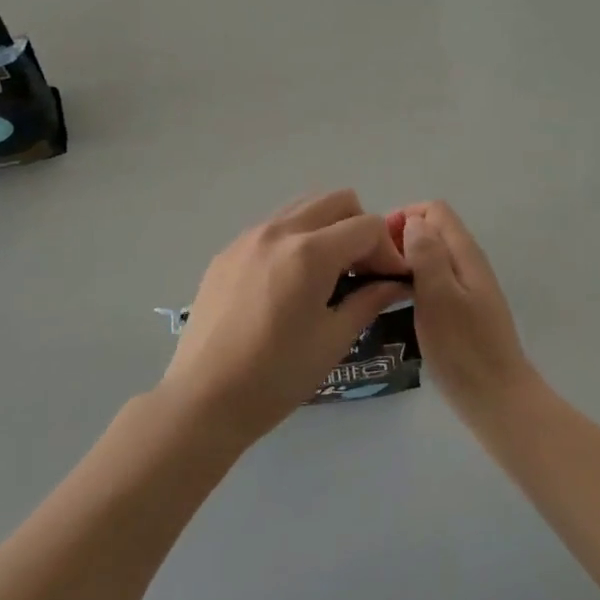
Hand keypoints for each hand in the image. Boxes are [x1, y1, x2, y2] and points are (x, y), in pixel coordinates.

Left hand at [159, 189, 411, 446]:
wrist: (204, 399)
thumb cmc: (277, 376)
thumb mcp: (334, 340)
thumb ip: (369, 300)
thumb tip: (395, 283)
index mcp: (310, 252)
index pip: (368, 226)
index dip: (388, 251)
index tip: (390, 281)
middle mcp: (279, 231)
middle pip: (337, 201)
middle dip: (360, 229)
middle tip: (362, 270)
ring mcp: (248, 238)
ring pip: (303, 207)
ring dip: (327, 228)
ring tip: (328, 273)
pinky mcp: (227, 252)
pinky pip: (274, 227)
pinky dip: (296, 240)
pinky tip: (290, 283)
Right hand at [390, 201, 532, 401]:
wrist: (496, 398)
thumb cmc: (463, 348)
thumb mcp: (438, 296)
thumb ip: (427, 254)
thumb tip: (414, 221)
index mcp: (465, 253)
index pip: (434, 210)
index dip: (405, 217)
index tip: (380, 246)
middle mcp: (469, 263)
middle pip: (434, 230)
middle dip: (403, 238)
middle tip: (375, 267)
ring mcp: (469, 287)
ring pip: (434, 256)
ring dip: (407, 261)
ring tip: (381, 284)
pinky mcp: (464, 310)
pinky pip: (436, 280)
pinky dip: (416, 282)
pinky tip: (400, 305)